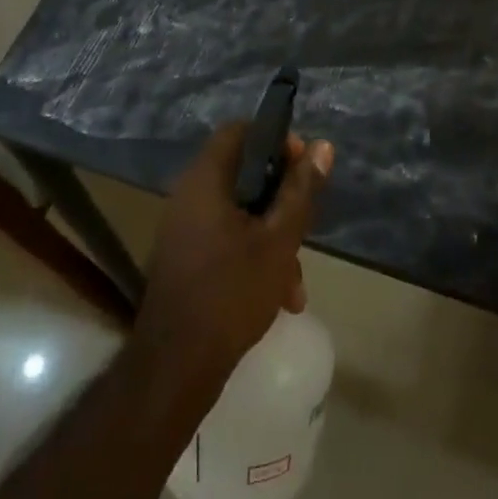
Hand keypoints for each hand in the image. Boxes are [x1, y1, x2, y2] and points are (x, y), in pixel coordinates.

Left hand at [133, 124, 333, 400]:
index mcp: (205, 180)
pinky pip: (224, 239)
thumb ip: (301, 191)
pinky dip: (251, 256)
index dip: (274, 140)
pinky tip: (277, 297)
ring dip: (271, 239)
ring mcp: (183, 228)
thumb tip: (322, 146)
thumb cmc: (231, 293)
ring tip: (295, 284)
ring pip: (238, 214)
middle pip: (243, 176)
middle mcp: (189, 195)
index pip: (239, 131)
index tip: (302, 167)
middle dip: (281, 203)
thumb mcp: (279, 240)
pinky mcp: (184, 257)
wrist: (175, 367)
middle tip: (304, 227)